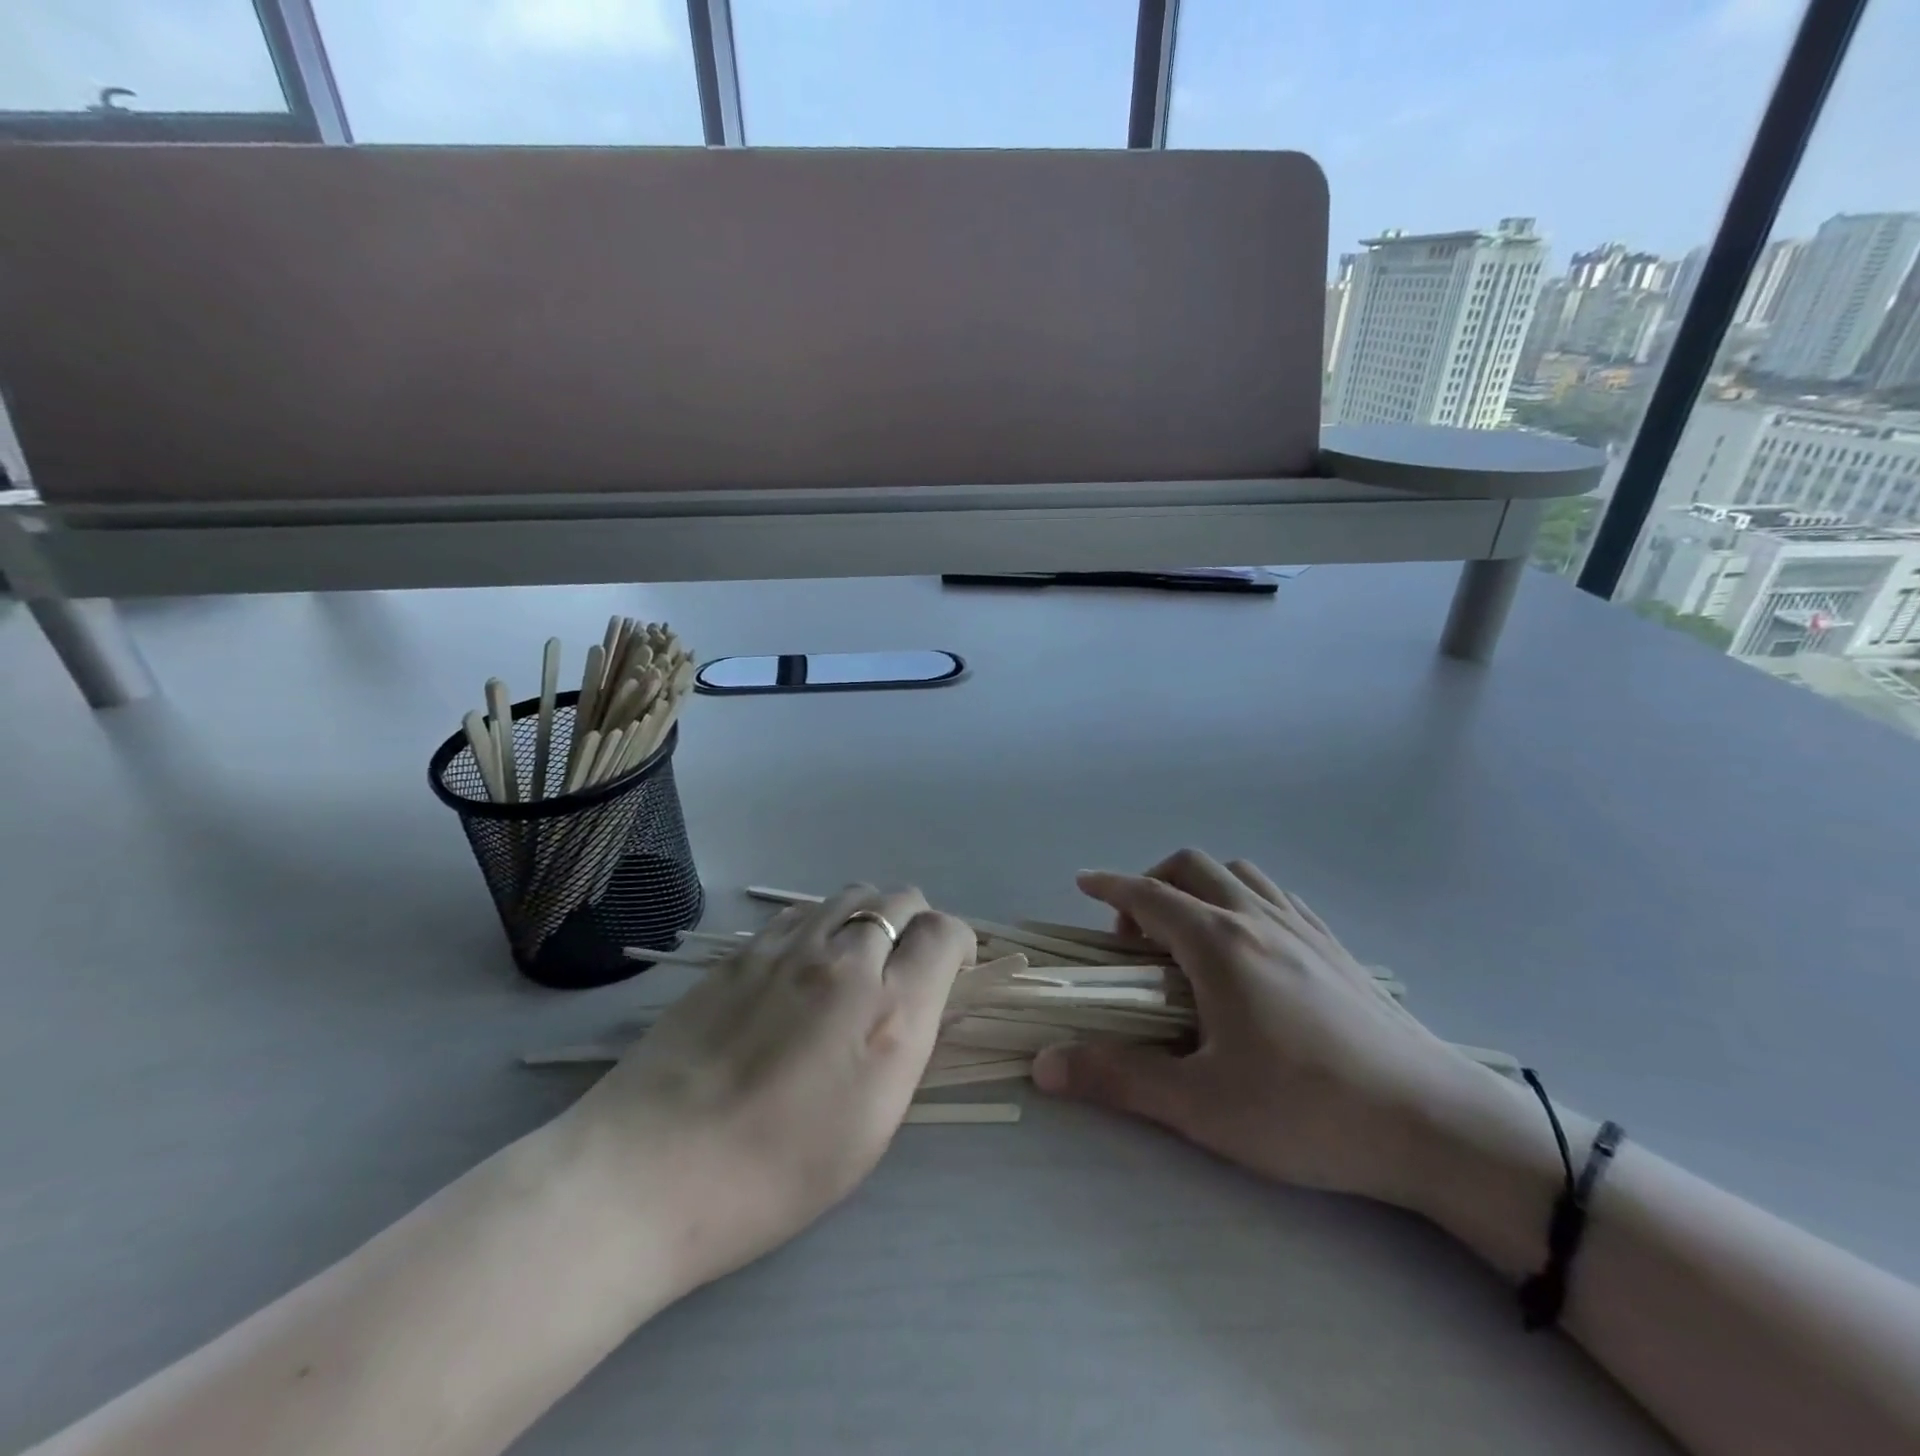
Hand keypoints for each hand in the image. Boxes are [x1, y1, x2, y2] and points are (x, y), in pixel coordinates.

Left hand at [567, 886, 971, 1295]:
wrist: (654, 1170)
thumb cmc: (777, 1174)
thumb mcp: (873, 1125)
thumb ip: (905, 1044)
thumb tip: (915, 1000)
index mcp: (890, 1015)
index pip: (944, 932)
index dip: (956, 943)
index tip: (949, 969)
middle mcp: (846, 963)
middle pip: (901, 900)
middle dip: (916, 924)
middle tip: (902, 967)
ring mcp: (789, 948)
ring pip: (852, 894)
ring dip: (869, 916)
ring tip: (855, 958)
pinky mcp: (743, 950)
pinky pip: (803, 912)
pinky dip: (822, 922)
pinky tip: (805, 960)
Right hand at [1032, 849, 1500, 1208]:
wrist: (1434, 1124)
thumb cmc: (1307, 1110)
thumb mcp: (1201, 1105)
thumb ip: (1118, 1079)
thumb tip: (1045, 1065)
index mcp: (1218, 944)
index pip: (1149, 894)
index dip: (1109, 885)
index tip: (1081, 882)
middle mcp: (1257, 919)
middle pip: (1191, 868)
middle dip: (1151, 883)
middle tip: (1135, 935)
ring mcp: (1303, 928)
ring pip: (1238, 874)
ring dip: (1199, 886)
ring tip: (1189, 934)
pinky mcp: (1336, 947)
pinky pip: (1276, 896)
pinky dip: (1243, 898)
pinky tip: (1249, 944)